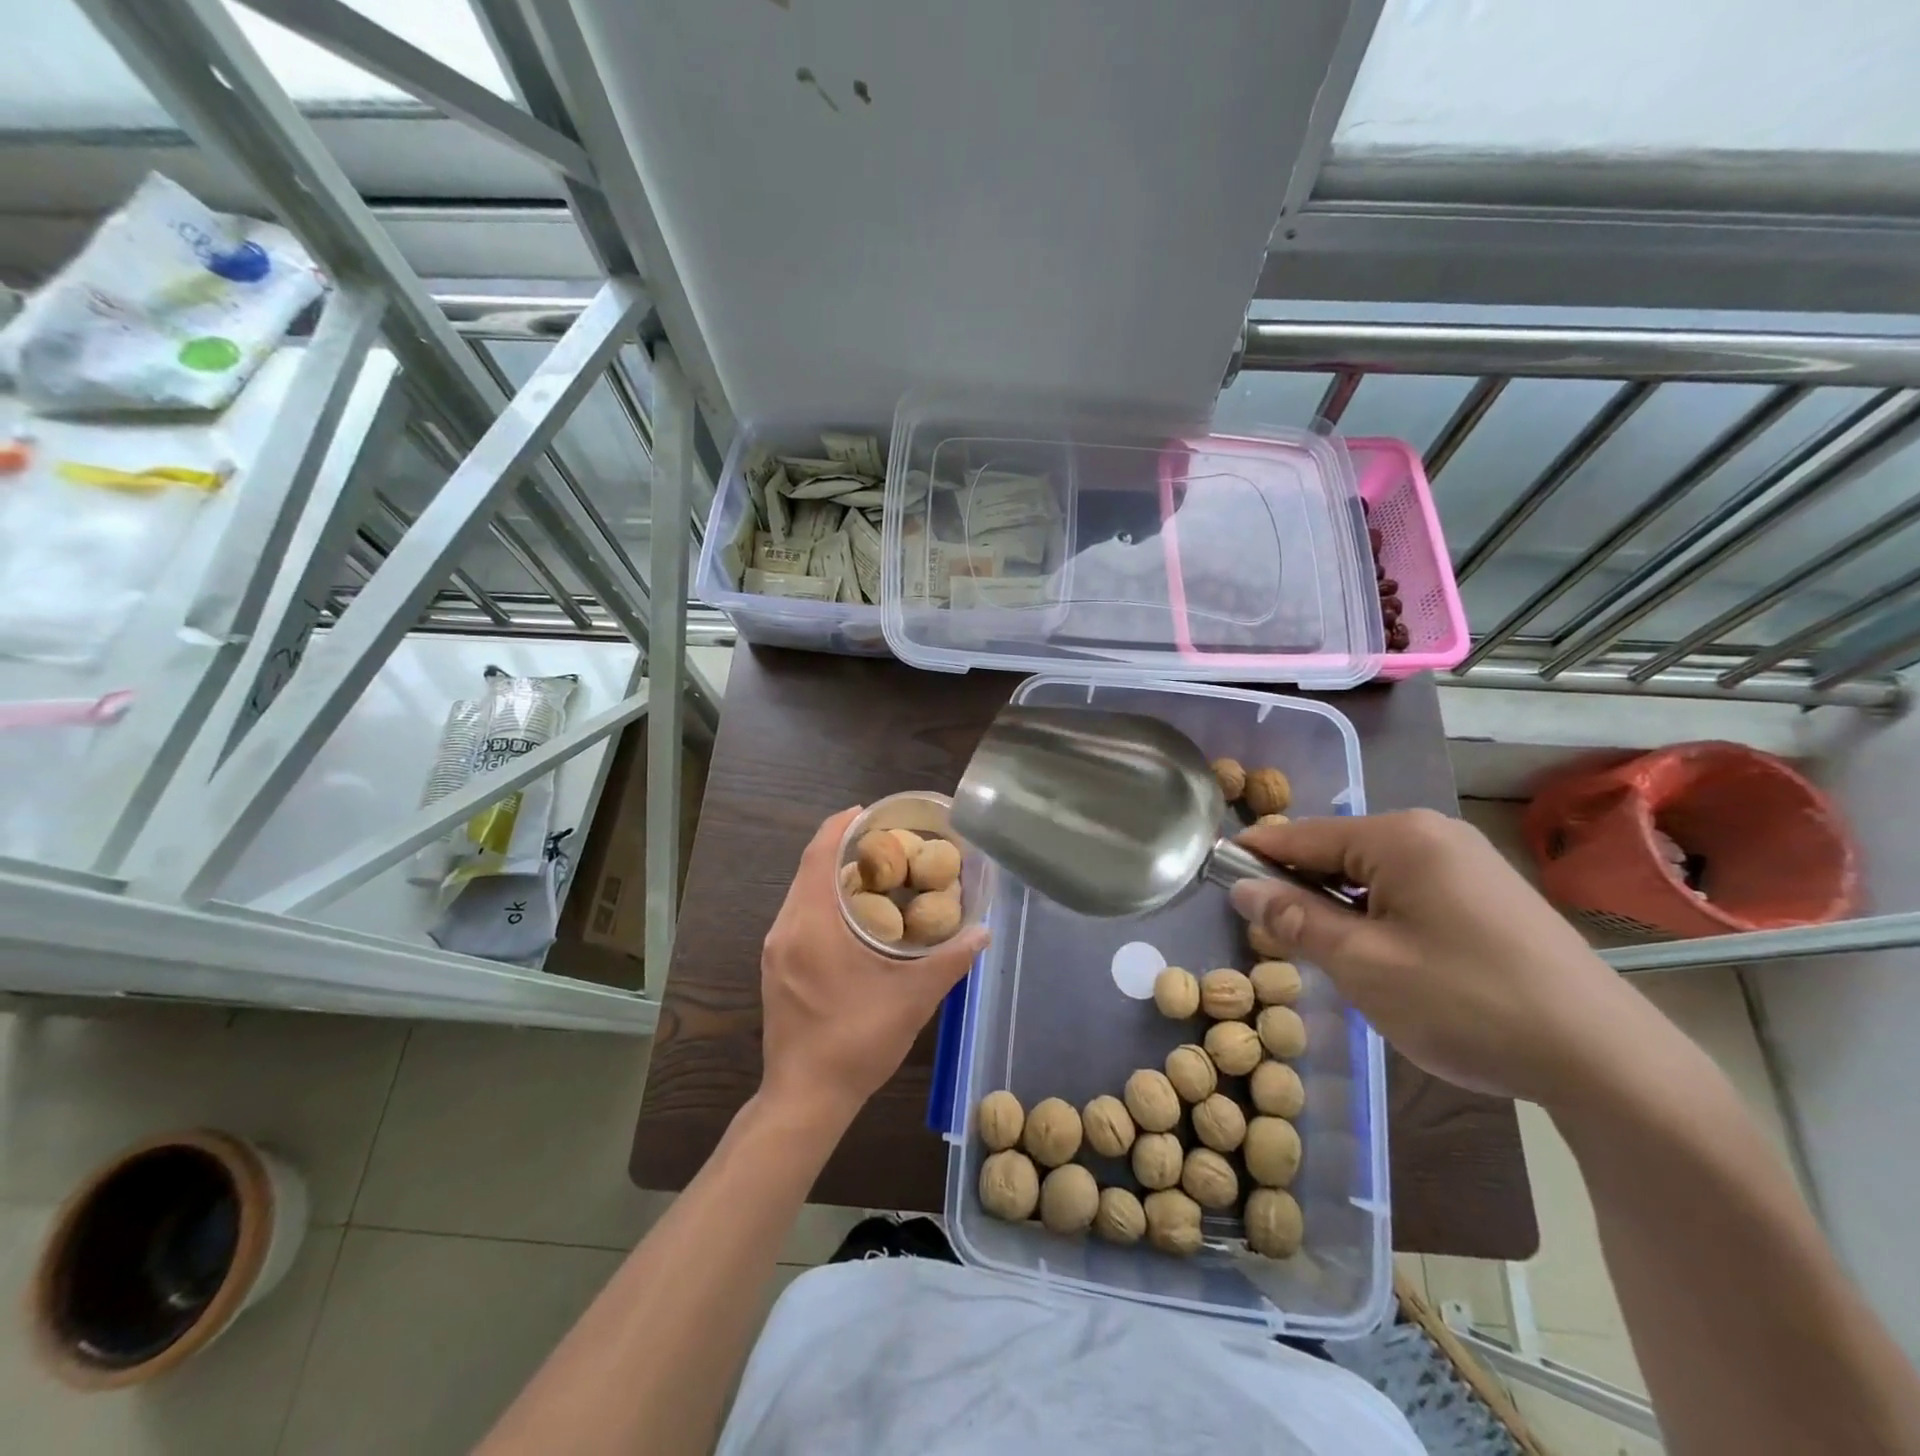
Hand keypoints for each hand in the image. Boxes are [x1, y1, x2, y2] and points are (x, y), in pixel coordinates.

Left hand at [759, 808, 989, 1126]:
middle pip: (809, 870)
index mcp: (811, 924)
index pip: (818, 855)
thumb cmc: (857, 1042)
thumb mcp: (912, 998)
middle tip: (884, 843)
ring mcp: (775, 950)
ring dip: (832, 876)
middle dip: (841, 849)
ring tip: (874, 874)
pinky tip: (855, 915)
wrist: (805, 1099)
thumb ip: (950, 960)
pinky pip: (798, 916)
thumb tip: (984, 931)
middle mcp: (785, 928)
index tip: (869, 812)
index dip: (840, 826)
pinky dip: (823, 901)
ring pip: (802, 894)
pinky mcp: (776, 968)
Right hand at [1230, 809, 1658, 1108]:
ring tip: (1325, 955)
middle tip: (1273, 938)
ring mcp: (1465, 861)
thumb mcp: (1363, 964)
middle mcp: (1432, 833)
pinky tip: (1380, 957)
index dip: (1253, 858)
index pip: (1300, 835)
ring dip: (1337, 907)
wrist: (1607, 1062)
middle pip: (1335, 850)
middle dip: (1298, 889)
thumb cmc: (1468, 1003)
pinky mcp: (1486, 892)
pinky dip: (1376, 915)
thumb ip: (1295, 919)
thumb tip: (1241, 887)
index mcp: (1399, 836)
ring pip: (1369, 873)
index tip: (1216, 883)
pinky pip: (1406, 889)